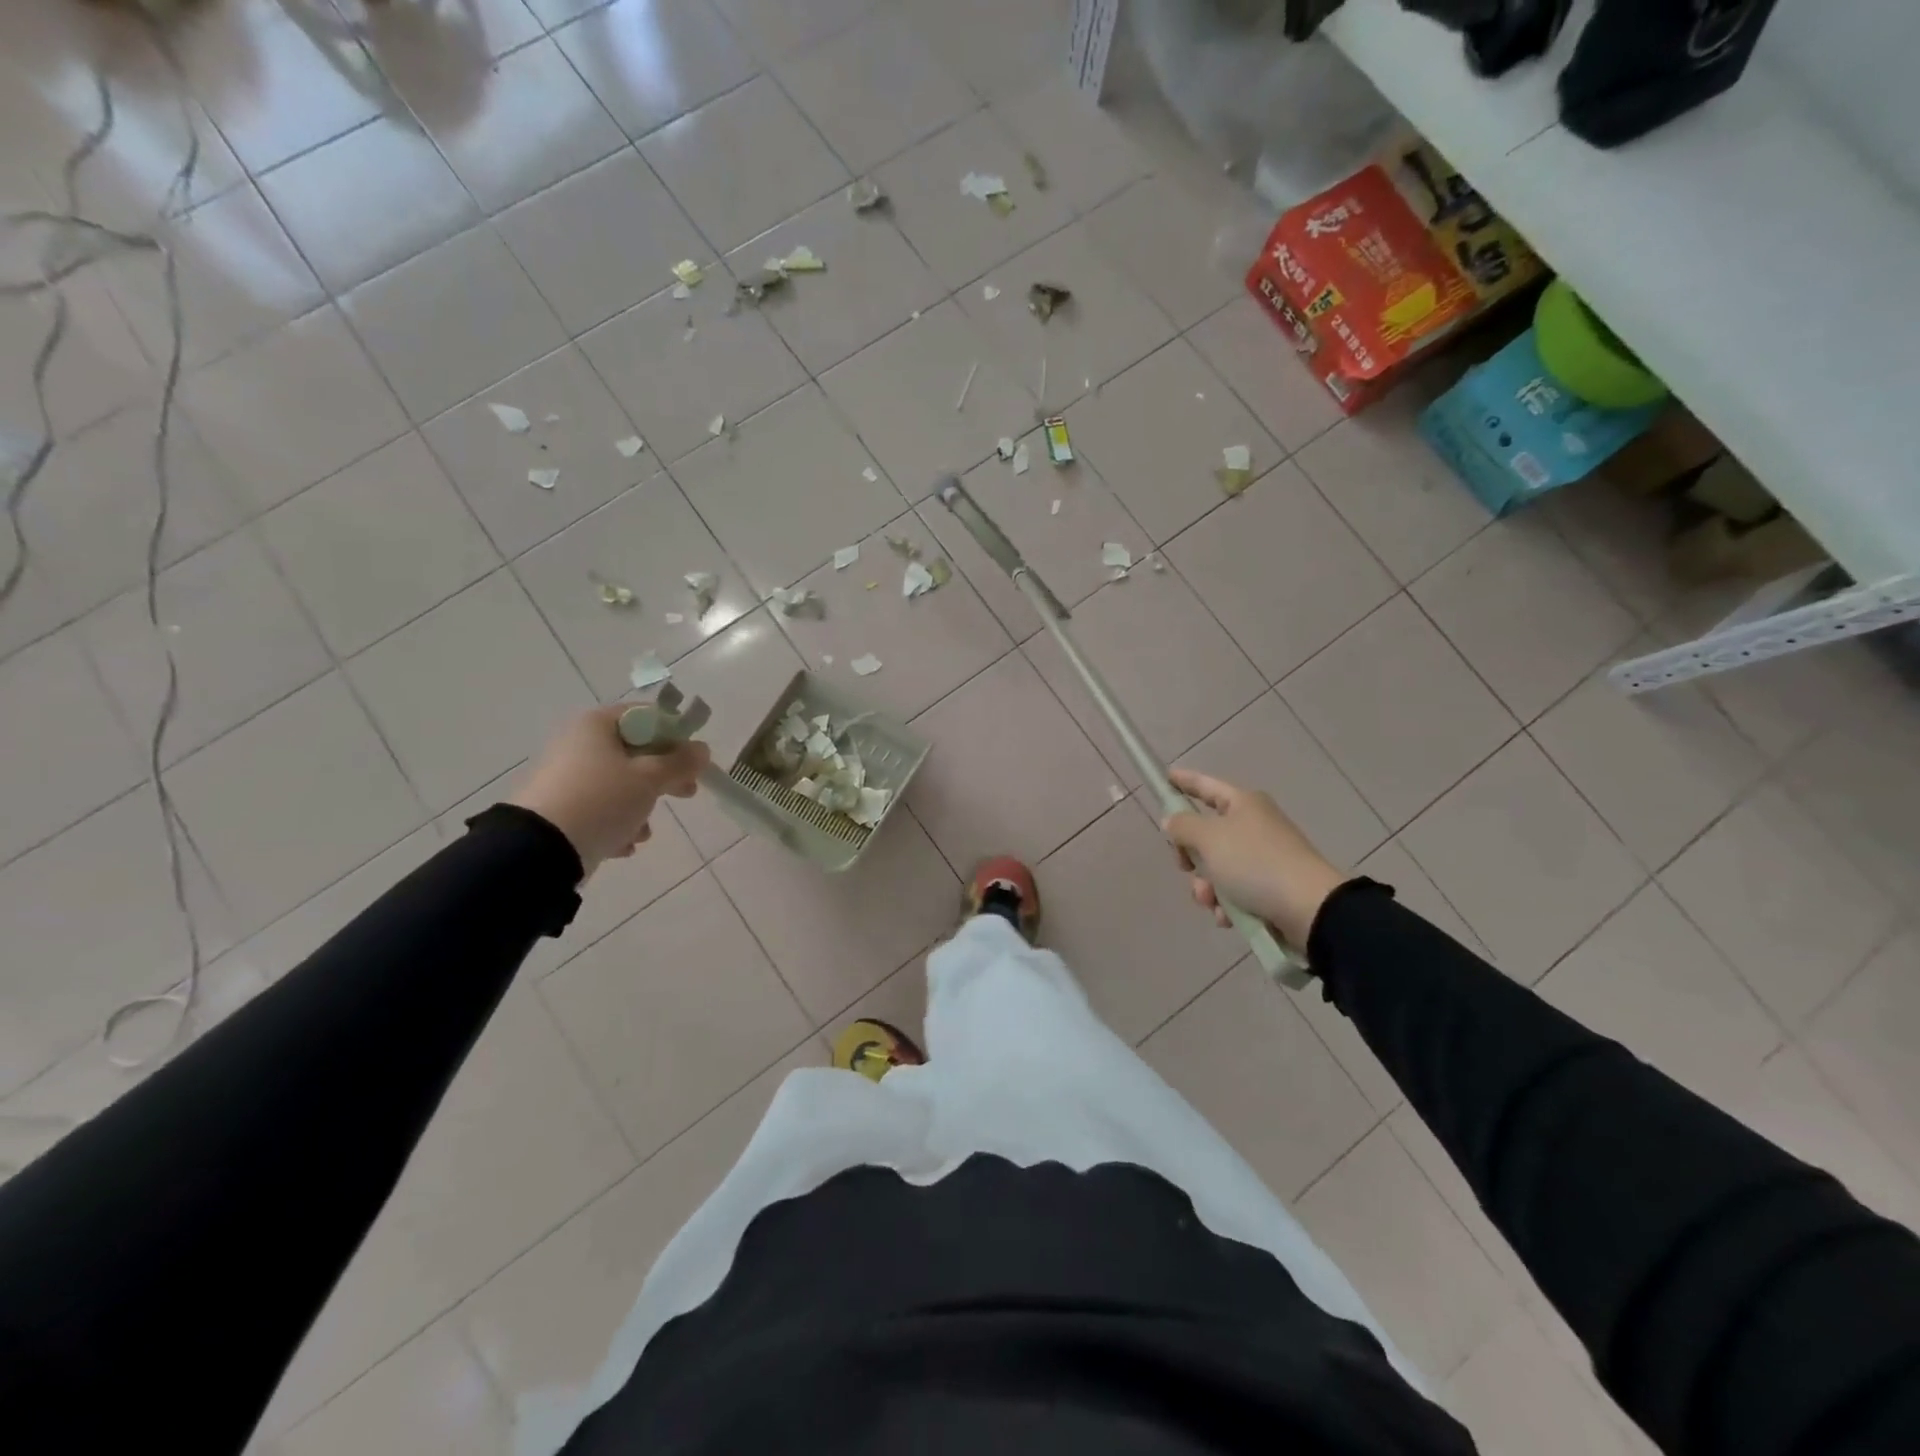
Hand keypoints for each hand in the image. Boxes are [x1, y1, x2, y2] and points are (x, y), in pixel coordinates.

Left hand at [508, 706, 709, 875]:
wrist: (539, 850)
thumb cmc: (602, 800)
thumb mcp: (650, 779)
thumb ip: (681, 762)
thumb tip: (702, 749)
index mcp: (597, 725)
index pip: (646, 717)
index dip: (675, 736)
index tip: (693, 760)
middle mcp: (578, 744)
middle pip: (636, 753)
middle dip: (664, 776)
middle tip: (686, 793)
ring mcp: (566, 777)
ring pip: (620, 784)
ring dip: (641, 806)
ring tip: (644, 831)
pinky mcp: (559, 808)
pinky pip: (599, 809)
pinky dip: (617, 824)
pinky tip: (624, 845)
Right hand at [1161, 768, 1347, 948]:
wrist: (1309, 909)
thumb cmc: (1255, 863)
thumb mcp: (1209, 838)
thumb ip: (1183, 826)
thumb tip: (1173, 821)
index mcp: (1243, 805)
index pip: (1206, 786)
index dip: (1185, 781)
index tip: (1166, 777)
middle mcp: (1254, 826)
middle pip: (1207, 834)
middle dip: (1191, 856)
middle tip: (1185, 866)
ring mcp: (1264, 858)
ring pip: (1217, 868)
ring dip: (1206, 887)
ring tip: (1212, 901)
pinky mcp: (1270, 888)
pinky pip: (1235, 892)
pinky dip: (1226, 904)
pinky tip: (1228, 917)